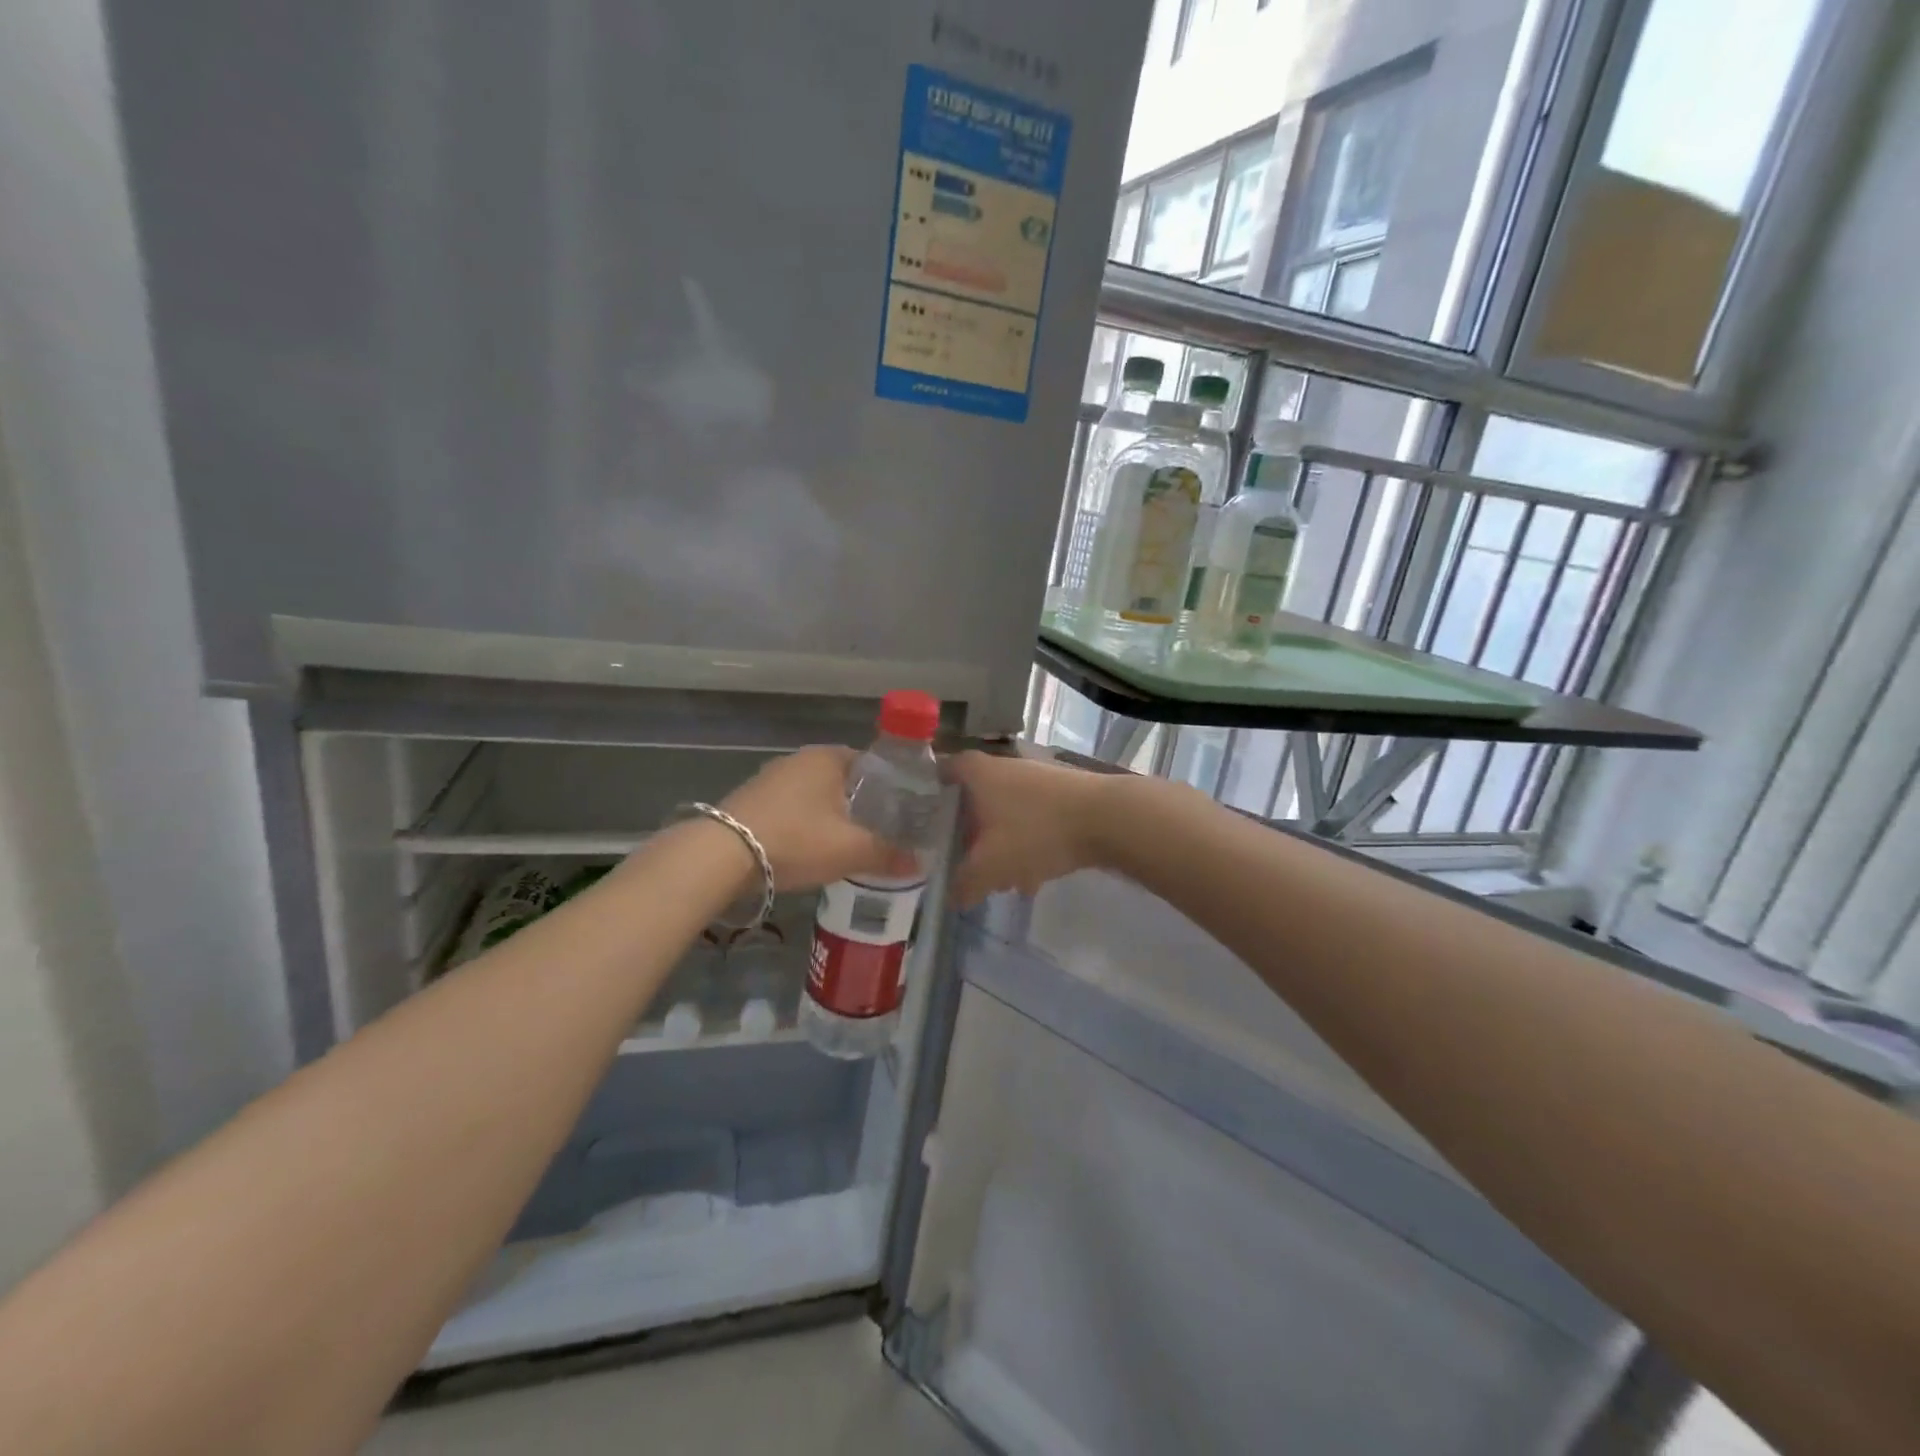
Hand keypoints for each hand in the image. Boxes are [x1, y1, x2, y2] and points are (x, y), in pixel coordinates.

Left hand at [721, 746, 916, 892]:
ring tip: (849, 845)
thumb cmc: (797, 839)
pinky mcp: (751, 800)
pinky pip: (792, 809)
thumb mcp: (851, 850)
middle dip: (861, 804)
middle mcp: (800, 759)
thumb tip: (920, 864)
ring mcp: (772, 778)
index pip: (872, 763)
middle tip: (881, 832)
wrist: (721, 855)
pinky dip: (805, 824)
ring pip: (816, 795)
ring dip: (831, 816)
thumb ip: (888, 854)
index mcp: (829, 757)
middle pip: (844, 780)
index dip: (891, 787)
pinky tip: (810, 849)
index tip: (904, 812)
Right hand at [945, 751, 1112, 905]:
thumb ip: (965, 883)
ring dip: (1000, 844)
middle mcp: (1004, 767)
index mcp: (977, 773)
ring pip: (1005, 813)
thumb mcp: (992, 866)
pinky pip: (1032, 820)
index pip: (943, 771)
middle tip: (962, 861)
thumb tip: (952, 898)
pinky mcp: (1062, 794)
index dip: (930, 793)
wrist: (1107, 818)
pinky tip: (1033, 878)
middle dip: (969, 833)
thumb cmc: (1036, 832)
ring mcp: (1036, 778)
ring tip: (1001, 881)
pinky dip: (1027, 845)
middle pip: (974, 799)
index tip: (922, 820)